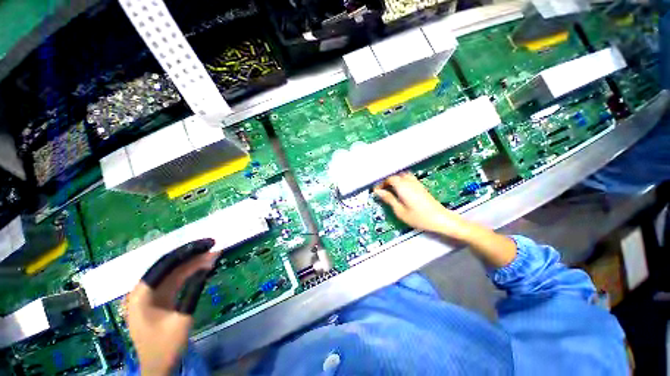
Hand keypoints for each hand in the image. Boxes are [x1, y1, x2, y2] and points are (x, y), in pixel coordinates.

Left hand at [126, 239, 218, 375]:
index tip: (207, 244)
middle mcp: (143, 291)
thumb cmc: (165, 347)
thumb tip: (207, 267)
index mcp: (141, 295)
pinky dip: (191, 273)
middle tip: (213, 245)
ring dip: (194, 263)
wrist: (158, 366)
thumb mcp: (181, 320)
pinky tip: (205, 267)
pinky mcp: (160, 298)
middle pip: (169, 265)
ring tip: (214, 254)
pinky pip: (176, 280)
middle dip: (192, 254)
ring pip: (174, 272)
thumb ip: (192, 292)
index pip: (164, 265)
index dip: (186, 251)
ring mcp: (151, 294)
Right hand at [373, 172, 469, 239]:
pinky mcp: (421, 187)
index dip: (381, 184)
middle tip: (383, 191)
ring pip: (403, 176)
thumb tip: (378, 192)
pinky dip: (402, 181)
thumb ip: (389, 199)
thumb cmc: (419, 217)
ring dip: (395, 181)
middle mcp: (409, 182)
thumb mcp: (399, 211)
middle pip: (396, 176)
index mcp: (403, 187)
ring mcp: (417, 183)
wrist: (440, 219)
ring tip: (391, 190)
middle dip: (387, 181)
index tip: (376, 191)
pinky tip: (401, 191)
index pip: (389, 179)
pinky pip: (409, 179)